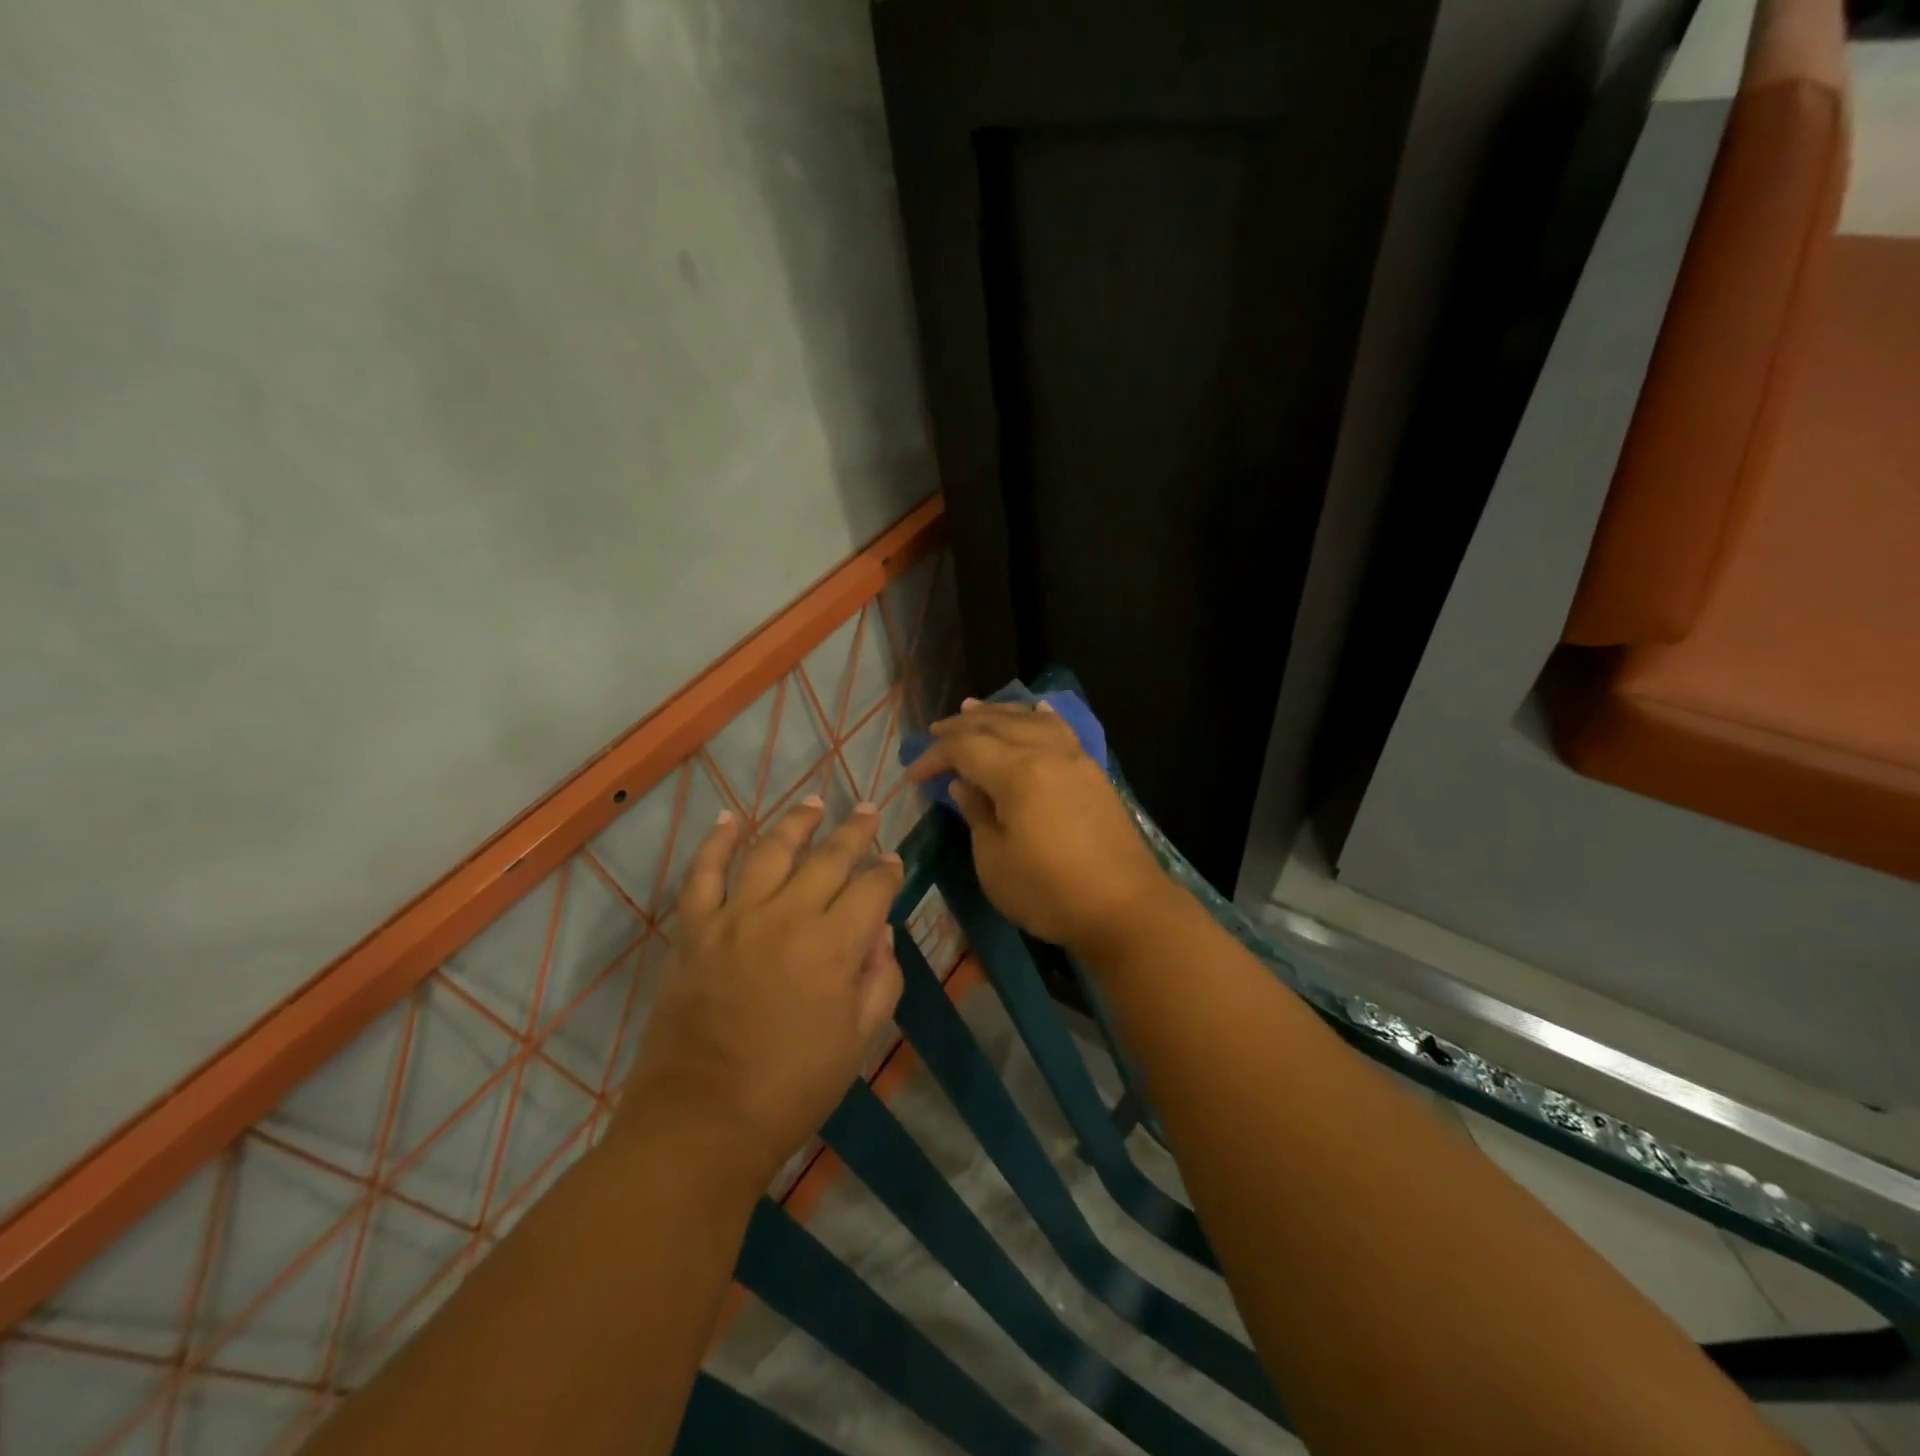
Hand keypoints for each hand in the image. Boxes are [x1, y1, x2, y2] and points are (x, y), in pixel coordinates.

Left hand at [619, 797, 903, 1187]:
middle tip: (867, 811)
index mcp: (834, 946)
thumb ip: (880, 980)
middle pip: (828, 858)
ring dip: (795, 822)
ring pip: (770, 851)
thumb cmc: (792, 1089)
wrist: (702, 1122)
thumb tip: (882, 932)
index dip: (887, 871)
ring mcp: (735, 918)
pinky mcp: (695, 931)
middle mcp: (787, 917)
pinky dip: (716, 843)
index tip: (893, 861)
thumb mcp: (858, 1042)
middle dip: (854, 831)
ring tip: (813, 802)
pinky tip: (731, 819)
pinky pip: (704, 874)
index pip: (871, 890)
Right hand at [905, 700, 1171, 957]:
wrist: (1125, 908)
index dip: (935, 757)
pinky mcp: (1093, 773)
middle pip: (997, 725)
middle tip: (935, 731)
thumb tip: (963, 785)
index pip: (965, 748)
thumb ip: (976, 814)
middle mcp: (1047, 753)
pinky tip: (1035, 714)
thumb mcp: (994, 861)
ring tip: (974, 709)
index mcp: (1018, 772)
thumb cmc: (1050, 891)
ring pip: (1030, 721)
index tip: (913, 776)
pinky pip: (1060, 730)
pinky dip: (1039, 718)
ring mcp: (1075, 760)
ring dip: (998, 713)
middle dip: (961, 727)